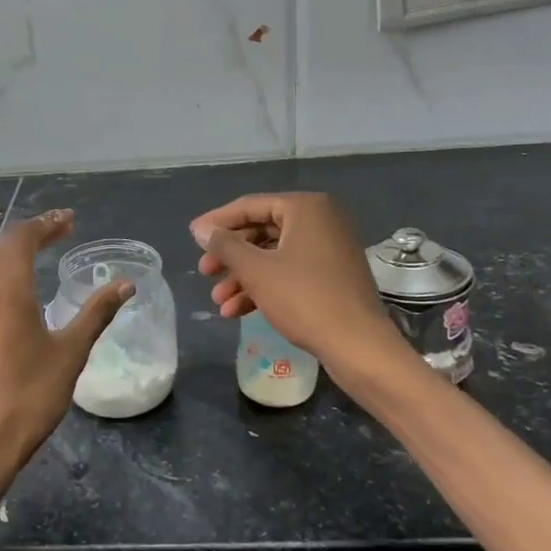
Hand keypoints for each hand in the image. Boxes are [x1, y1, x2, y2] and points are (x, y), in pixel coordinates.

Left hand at [0, 210, 132, 495]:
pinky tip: (14, 302)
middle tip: (60, 233)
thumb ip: (96, 314)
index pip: (23, 239)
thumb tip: (126, 285)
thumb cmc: (29, 397)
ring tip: (40, 261)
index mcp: (6, 291)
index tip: (70, 220)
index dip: (47, 224)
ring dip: (14, 259)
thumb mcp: (70, 354)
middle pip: (3, 250)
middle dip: (32, 236)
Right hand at [190, 193, 396, 366]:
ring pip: (273, 255)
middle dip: (230, 255)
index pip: (250, 206)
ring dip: (243, 276)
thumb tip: (200, 229)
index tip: (192, 237)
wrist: (358, 345)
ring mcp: (329, 248)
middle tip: (205, 272)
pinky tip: (237, 310)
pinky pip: (290, 271)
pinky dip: (264, 286)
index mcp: (306, 208)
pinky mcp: (332, 275)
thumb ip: (225, 245)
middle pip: (262, 230)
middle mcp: (321, 220)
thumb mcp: (256, 270)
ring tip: (219, 301)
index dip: (217, 222)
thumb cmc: (304, 298)